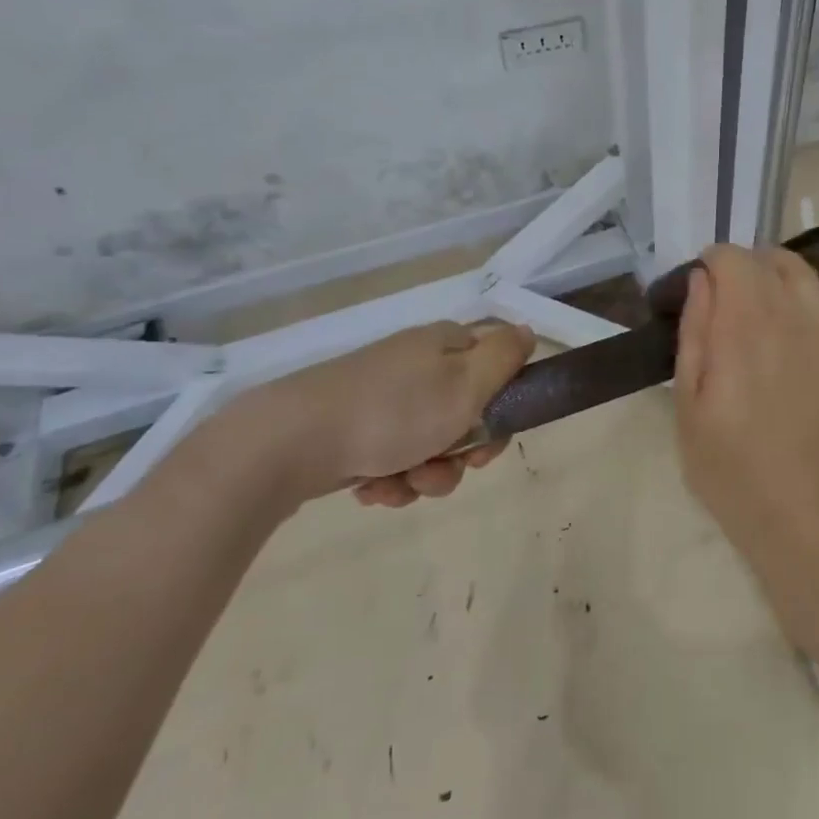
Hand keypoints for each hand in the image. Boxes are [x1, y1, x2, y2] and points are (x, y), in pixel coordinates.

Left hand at [197, 320, 534, 513]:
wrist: (291, 441)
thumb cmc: (393, 411)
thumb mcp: (465, 383)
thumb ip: (505, 357)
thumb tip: (528, 330)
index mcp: (445, 345)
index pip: (496, 370)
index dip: (502, 410)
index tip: (489, 441)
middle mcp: (417, 365)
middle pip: (464, 413)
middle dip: (460, 453)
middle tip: (444, 468)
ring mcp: (383, 397)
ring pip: (429, 443)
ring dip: (425, 473)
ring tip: (401, 483)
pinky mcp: (355, 428)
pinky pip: (393, 456)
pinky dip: (391, 478)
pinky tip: (373, 489)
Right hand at [673, 243, 818, 571]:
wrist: (794, 509)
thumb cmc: (727, 463)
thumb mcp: (687, 403)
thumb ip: (694, 333)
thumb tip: (700, 279)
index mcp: (740, 328)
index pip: (729, 261)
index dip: (711, 260)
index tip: (698, 282)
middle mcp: (786, 317)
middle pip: (764, 262)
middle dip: (738, 263)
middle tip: (722, 291)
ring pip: (802, 272)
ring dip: (777, 262)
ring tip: (761, 276)